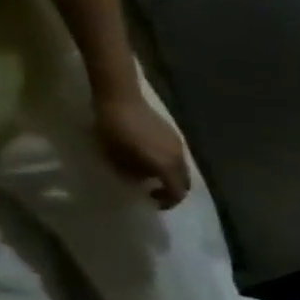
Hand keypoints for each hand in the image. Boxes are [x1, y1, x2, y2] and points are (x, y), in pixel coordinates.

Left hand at [95, 92, 190, 208]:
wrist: (120, 97)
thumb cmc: (115, 129)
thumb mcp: (116, 157)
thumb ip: (133, 175)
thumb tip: (142, 182)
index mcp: (166, 166)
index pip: (177, 192)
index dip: (168, 201)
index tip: (153, 202)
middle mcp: (179, 158)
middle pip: (184, 182)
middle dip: (173, 190)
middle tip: (155, 191)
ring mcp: (178, 145)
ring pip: (182, 169)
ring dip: (171, 176)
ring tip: (152, 174)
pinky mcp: (173, 134)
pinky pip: (177, 156)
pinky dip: (169, 163)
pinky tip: (152, 157)